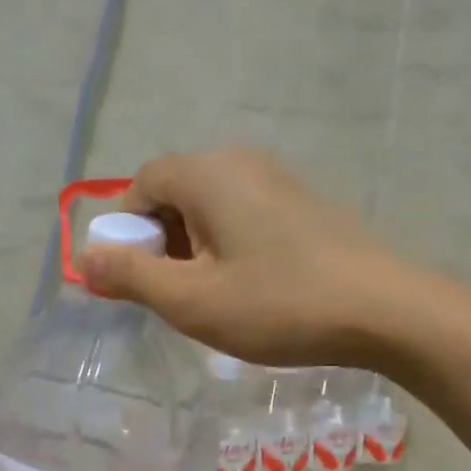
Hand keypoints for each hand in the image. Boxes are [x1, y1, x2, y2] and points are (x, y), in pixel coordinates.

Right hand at [79, 148, 400, 366]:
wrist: (385, 310)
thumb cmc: (278, 303)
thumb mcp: (192, 300)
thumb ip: (131, 277)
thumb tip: (85, 258)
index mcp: (207, 173)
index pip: (141, 184)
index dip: (126, 231)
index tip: (134, 280)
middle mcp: (240, 161)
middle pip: (175, 193)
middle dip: (160, 242)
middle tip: (174, 295)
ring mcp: (278, 178)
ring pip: (211, 207)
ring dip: (195, 248)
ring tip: (213, 298)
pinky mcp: (304, 202)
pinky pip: (244, 214)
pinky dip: (229, 246)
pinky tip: (251, 288)